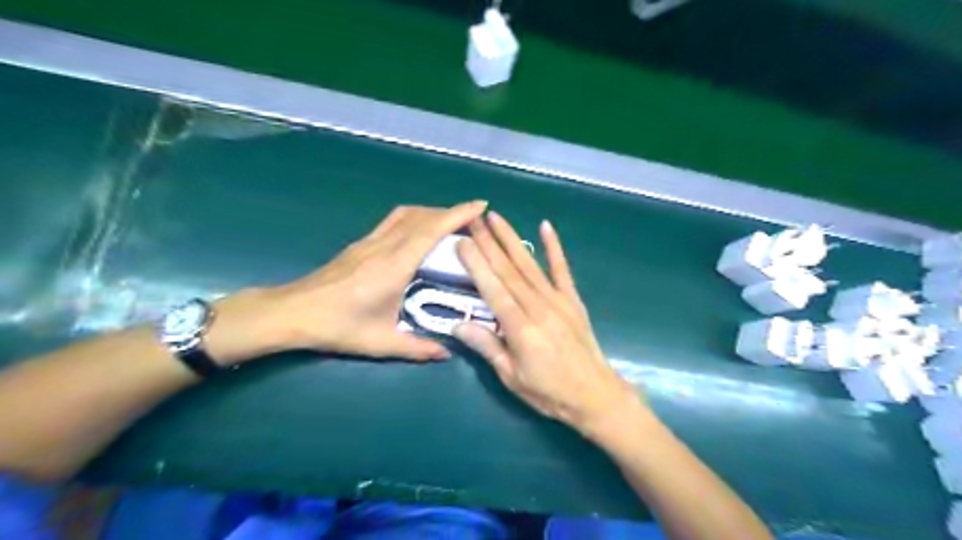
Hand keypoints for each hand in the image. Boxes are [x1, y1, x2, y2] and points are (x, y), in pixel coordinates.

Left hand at [206, 201, 484, 364]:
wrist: (292, 312)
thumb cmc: (337, 327)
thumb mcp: (381, 342)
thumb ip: (418, 348)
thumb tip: (447, 352)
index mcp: (394, 265)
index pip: (431, 230)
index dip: (457, 214)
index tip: (479, 206)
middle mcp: (384, 246)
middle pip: (422, 216)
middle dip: (450, 212)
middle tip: (473, 220)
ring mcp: (370, 241)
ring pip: (406, 214)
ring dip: (431, 212)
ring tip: (450, 223)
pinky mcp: (360, 244)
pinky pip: (393, 221)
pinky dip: (414, 218)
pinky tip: (418, 233)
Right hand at [454, 210, 644, 438]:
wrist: (596, 396)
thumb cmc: (549, 392)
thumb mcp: (512, 376)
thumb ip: (487, 347)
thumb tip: (457, 325)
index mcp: (520, 327)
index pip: (492, 288)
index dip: (476, 263)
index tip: (462, 241)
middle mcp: (538, 307)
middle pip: (508, 270)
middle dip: (488, 242)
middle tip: (473, 219)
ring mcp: (558, 300)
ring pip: (529, 264)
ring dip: (511, 239)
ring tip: (496, 217)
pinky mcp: (573, 300)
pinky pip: (562, 269)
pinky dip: (554, 248)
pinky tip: (545, 227)